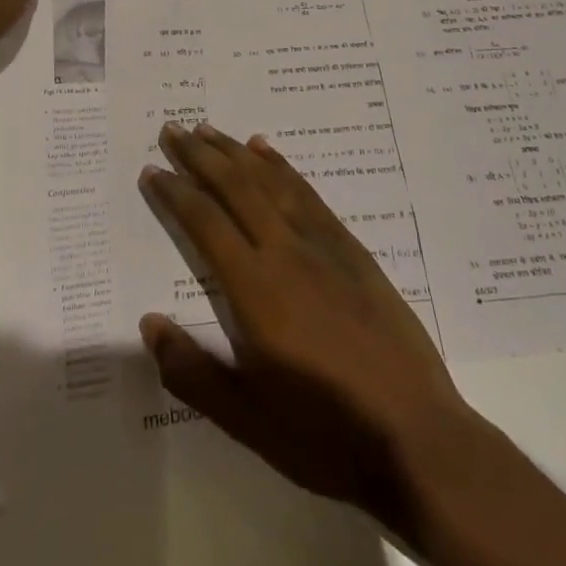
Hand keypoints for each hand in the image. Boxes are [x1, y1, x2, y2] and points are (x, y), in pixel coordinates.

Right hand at [137, 122, 474, 529]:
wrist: (417, 436)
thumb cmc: (324, 435)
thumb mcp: (246, 420)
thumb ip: (192, 370)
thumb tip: (149, 322)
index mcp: (255, 289)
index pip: (204, 223)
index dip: (175, 193)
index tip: (153, 169)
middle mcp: (285, 252)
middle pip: (235, 188)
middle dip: (200, 155)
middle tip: (173, 129)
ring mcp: (323, 245)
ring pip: (271, 181)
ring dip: (237, 152)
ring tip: (210, 129)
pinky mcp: (352, 249)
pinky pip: (308, 193)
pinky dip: (283, 166)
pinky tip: (267, 151)